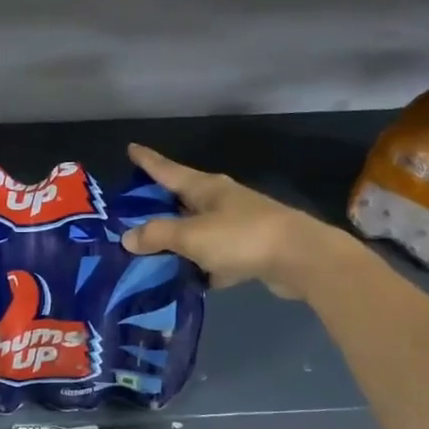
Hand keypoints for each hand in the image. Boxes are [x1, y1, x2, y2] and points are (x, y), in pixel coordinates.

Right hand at [121, 144, 333, 298]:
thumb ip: (158, 235)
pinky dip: (201, 266)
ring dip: (179, 240)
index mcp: (206, 188)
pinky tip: (187, 280)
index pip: (168, 170)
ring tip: (151, 253)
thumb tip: (128, 237)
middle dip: (159, 205)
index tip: (131, 148)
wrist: (300, 258)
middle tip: (131, 213)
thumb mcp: (192, 235)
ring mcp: (238, 225)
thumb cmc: (241, 237)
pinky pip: (215, 256)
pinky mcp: (250, 251)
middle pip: (182, 199)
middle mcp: (221, 201)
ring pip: (198, 230)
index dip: (148, 161)